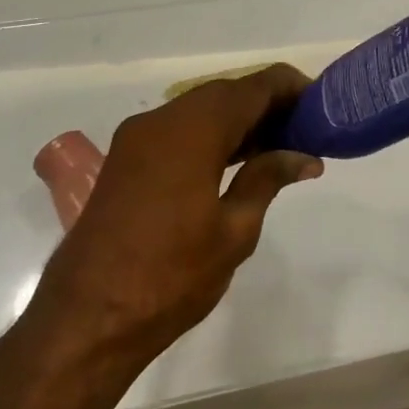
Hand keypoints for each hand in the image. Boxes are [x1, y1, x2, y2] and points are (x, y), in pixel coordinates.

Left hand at [26, 65, 322, 369]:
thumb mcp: (234, 230)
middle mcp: (160, 121)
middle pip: (226, 93)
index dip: (291, 88)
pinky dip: (213, 135)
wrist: (85, 321)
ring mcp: (136, 140)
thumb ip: (267, 179)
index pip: (253, 87)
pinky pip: (179, 130)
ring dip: (240, 120)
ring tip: (281, 146)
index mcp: (191, 131)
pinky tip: (239, 161)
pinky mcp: (125, 161)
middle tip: (306, 130)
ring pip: (200, 110)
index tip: (322, 105)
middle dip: (268, 104)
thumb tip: (304, 157)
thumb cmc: (170, 277)